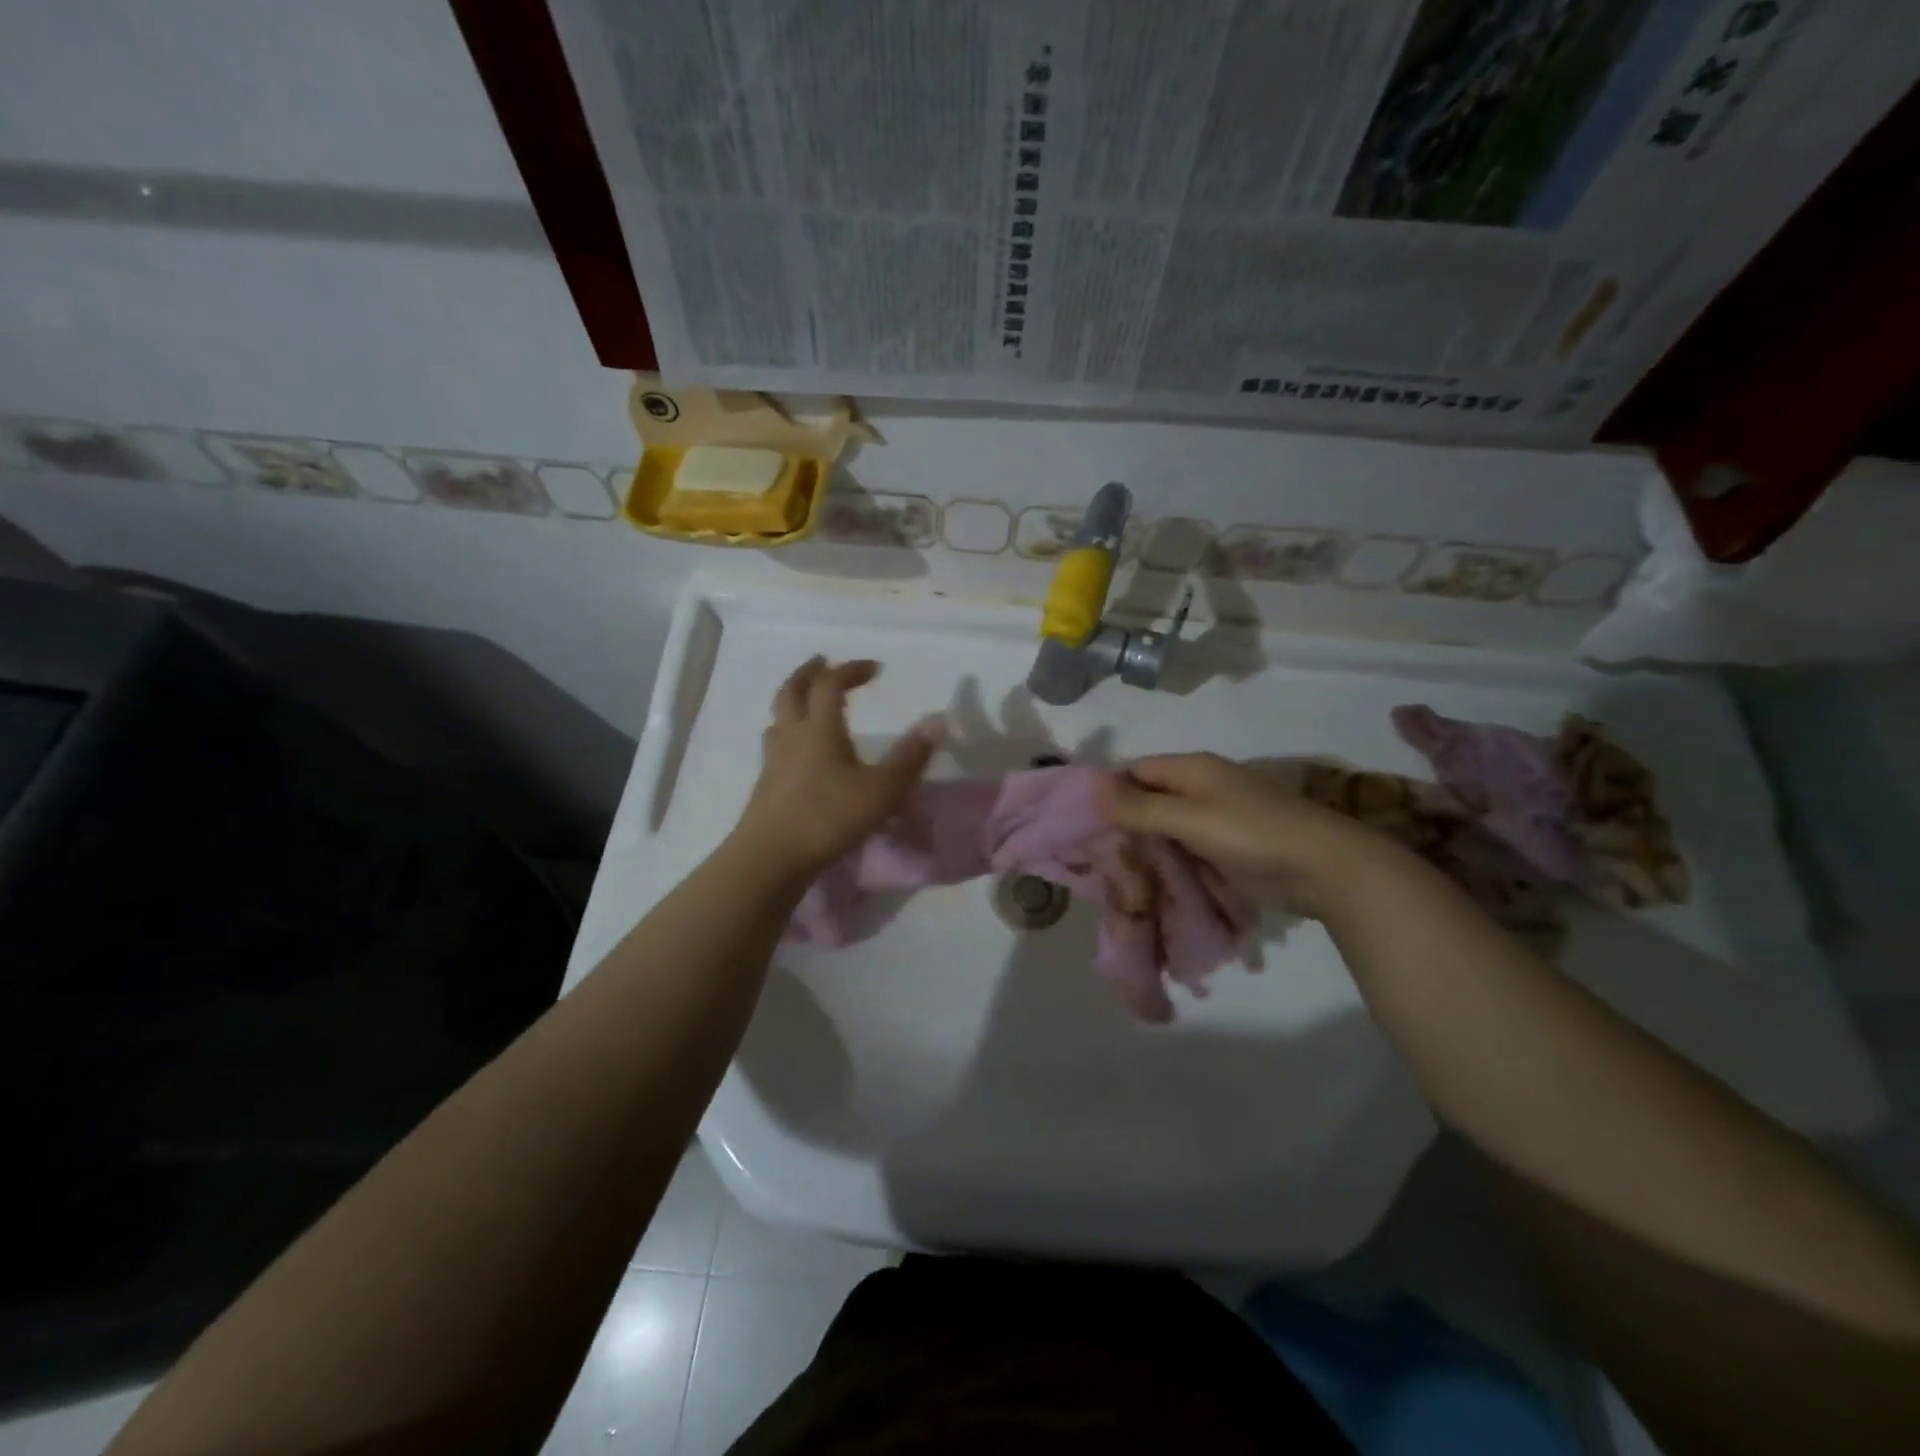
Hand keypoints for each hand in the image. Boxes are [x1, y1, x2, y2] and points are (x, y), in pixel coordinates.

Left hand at [730, 657, 943, 879]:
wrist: (770, 858)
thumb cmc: (829, 818)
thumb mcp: (882, 790)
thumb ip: (911, 756)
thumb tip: (939, 719)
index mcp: (819, 729)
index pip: (830, 684)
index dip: (851, 669)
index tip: (873, 668)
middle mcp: (792, 736)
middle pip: (792, 691)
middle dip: (809, 672)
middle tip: (822, 661)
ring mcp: (773, 761)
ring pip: (777, 718)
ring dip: (792, 701)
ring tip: (807, 702)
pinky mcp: (765, 786)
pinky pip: (775, 745)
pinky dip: (788, 733)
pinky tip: (797, 752)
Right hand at [1104, 753, 1396, 918]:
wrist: (1323, 869)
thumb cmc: (1252, 834)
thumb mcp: (1190, 818)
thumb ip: (1140, 807)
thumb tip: (1092, 791)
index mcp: (1192, 769)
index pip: (1135, 771)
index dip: (1108, 792)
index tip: (1081, 823)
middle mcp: (1200, 788)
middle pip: (1148, 800)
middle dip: (1123, 825)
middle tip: (1094, 856)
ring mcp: (1215, 820)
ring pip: (1165, 829)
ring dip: (1144, 848)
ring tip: (1114, 875)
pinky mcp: (1225, 850)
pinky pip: (1184, 851)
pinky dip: (1167, 863)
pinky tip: (1147, 884)